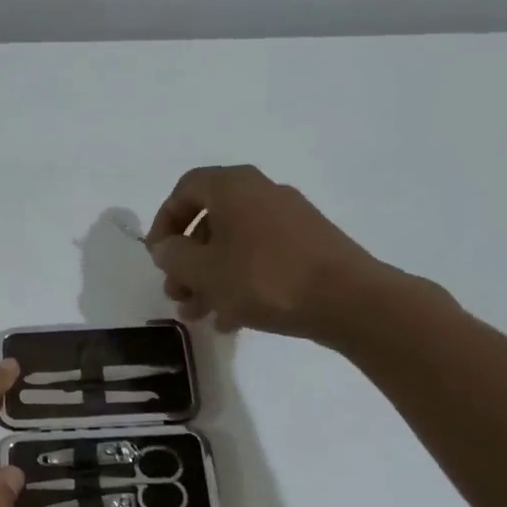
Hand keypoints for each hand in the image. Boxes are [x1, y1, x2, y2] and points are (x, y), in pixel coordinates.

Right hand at [145, 164, 384, 339]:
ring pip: (234, 245)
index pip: (186, 189)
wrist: (347, 300)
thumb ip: (173, 256)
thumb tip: (167, 248)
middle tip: (176, 293)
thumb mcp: (203, 270)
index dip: (164, 221)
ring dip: (209, 278)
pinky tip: (231, 320)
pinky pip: (260, 259)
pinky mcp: (308, 247)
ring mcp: (289, 220)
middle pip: (210, 221)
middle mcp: (261, 193)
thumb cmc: (263, 278)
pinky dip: (239, 283)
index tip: (158, 256)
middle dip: (186, 260)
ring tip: (198, 313)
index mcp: (234, 187)